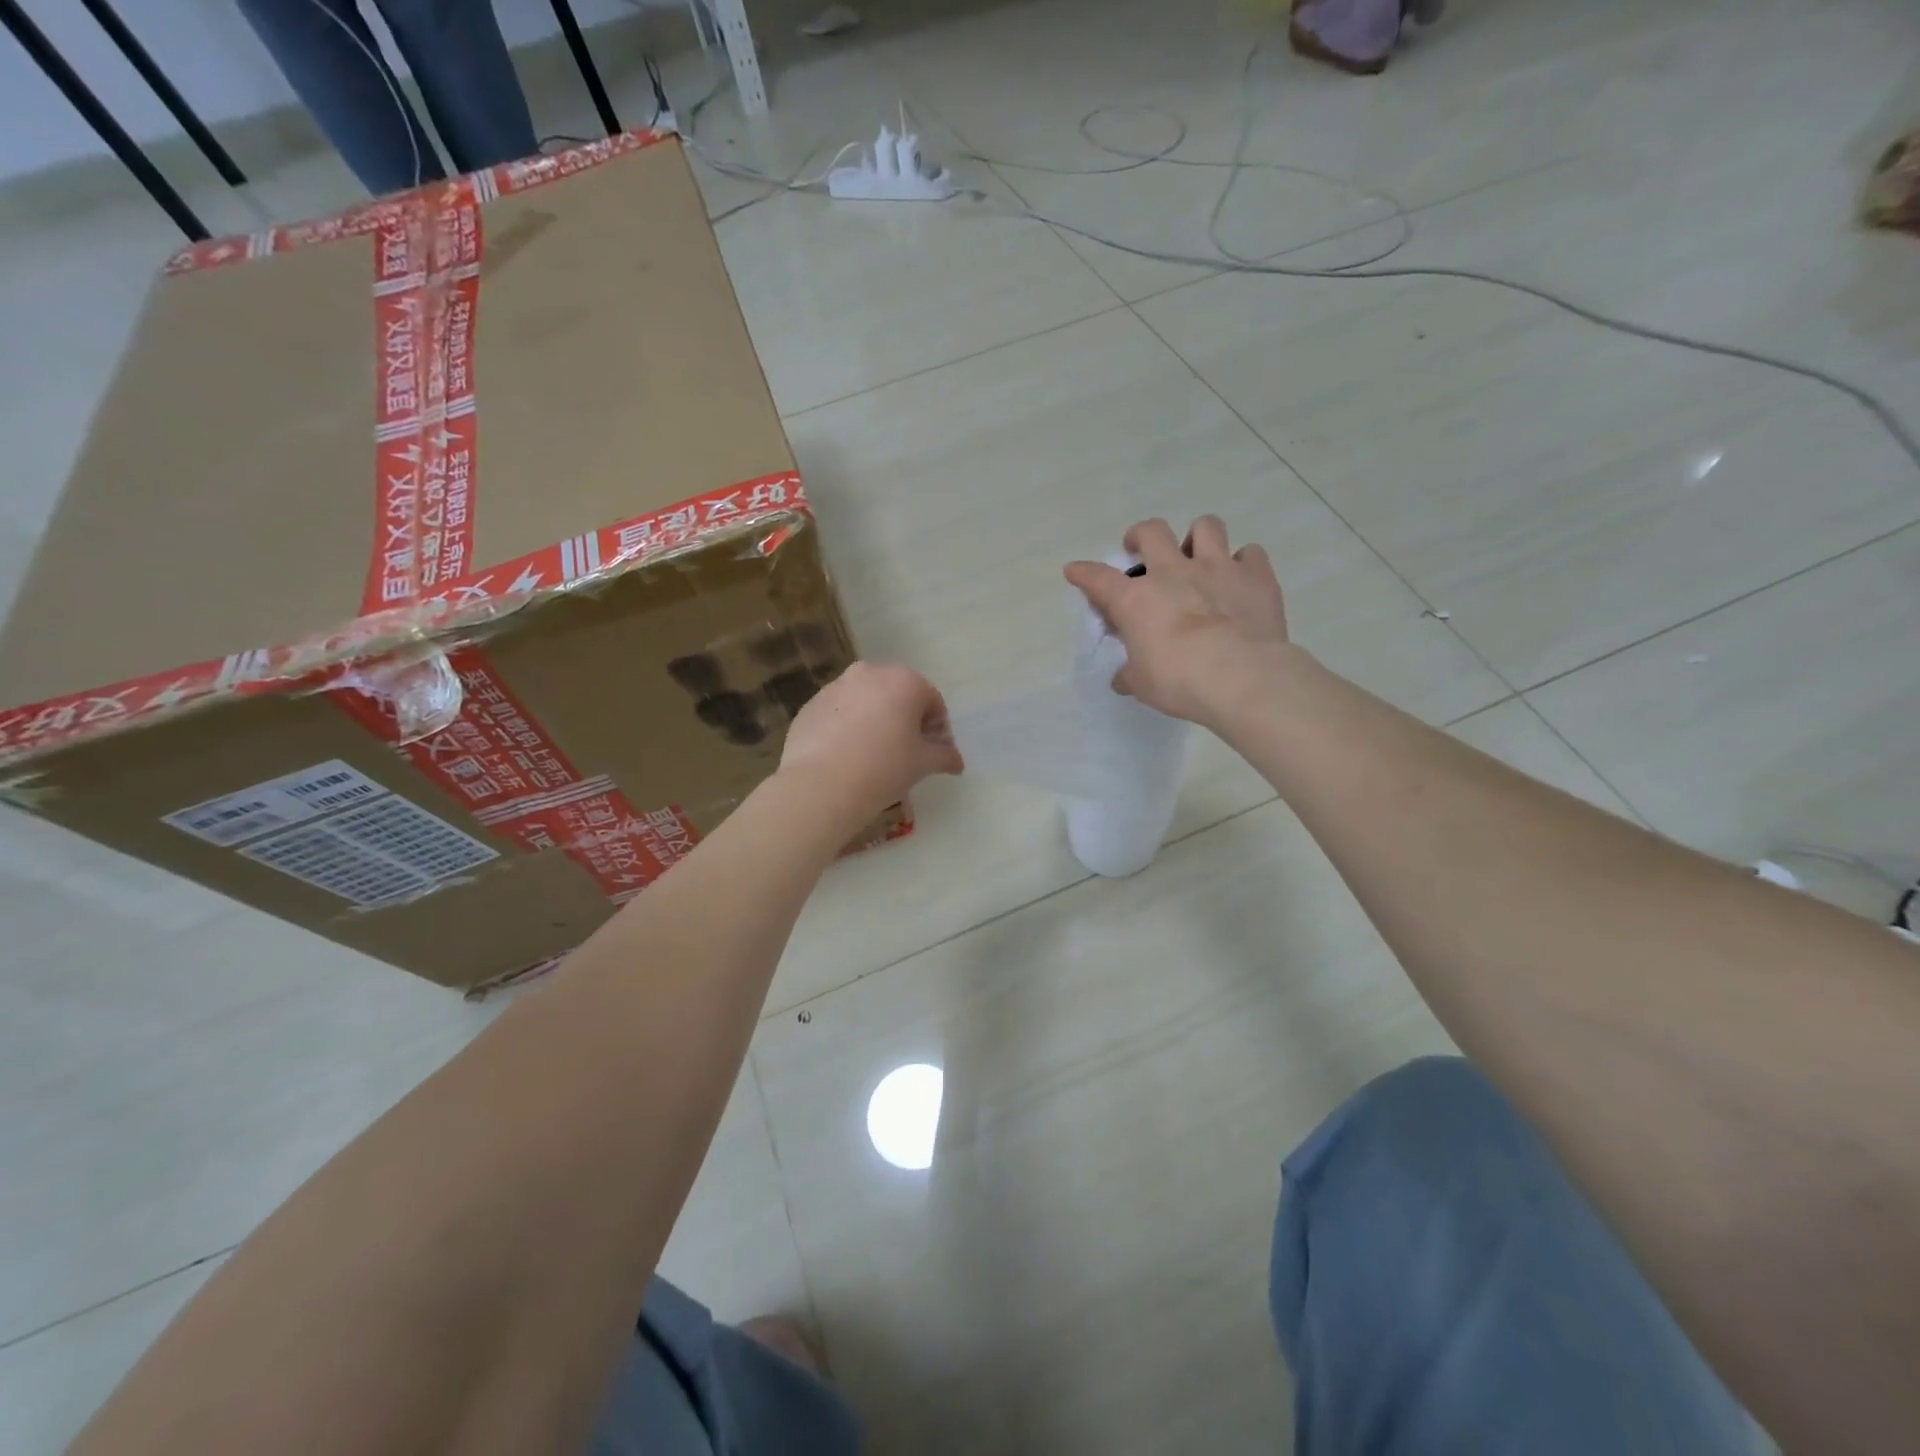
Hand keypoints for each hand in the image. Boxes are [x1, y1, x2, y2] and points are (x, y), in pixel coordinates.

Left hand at [780, 661, 963, 818]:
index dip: (936, 727)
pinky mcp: (811, 704)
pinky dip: (847, 726)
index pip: (932, 701)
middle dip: (905, 717)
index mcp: (905, 681)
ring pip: (866, 700)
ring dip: (875, 719)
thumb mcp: (923, 764)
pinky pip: (839, 712)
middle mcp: (870, 673)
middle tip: (905, 750)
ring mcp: (836, 686)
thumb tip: (957, 762)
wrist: (821, 785)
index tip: (932, 752)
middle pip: (897, 693)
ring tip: (872, 754)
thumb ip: (944, 756)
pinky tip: (845, 755)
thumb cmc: (884, 768)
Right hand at [1064, 515, 1289, 725]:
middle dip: (1141, 536)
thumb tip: (1122, 678)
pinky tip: (1242, 580)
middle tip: (1142, 551)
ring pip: (1205, 526)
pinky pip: (1250, 554)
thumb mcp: (1142, 684)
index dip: (1083, 573)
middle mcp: (1172, 572)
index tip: (1075, 571)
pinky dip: (1244, 563)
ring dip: (1198, 538)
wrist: (1240, 677)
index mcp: (1135, 600)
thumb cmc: (1178, 681)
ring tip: (1198, 556)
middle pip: (1151, 531)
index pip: (1098, 578)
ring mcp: (1217, 568)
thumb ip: (1130, 674)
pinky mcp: (1255, 576)